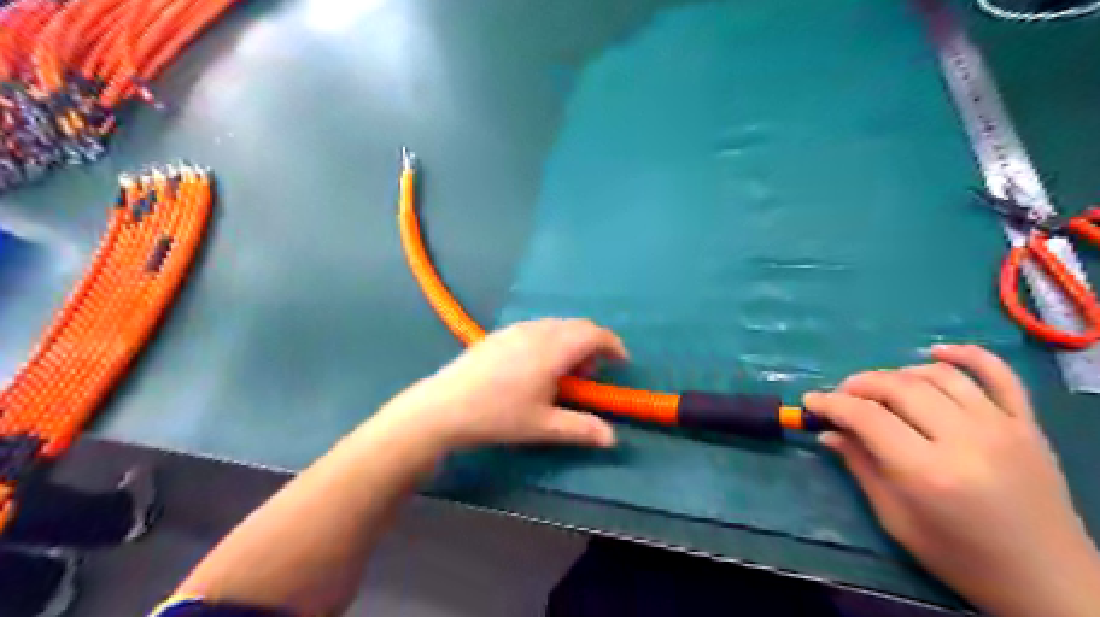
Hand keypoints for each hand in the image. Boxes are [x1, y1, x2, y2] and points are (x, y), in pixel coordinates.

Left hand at [377, 317, 622, 451]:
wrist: (443, 407)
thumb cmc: (497, 416)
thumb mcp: (543, 426)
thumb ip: (581, 429)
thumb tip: (613, 438)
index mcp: (553, 349)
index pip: (593, 334)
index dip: (613, 345)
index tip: (621, 362)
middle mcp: (537, 331)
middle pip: (577, 326)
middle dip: (592, 345)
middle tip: (590, 376)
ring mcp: (516, 329)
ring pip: (556, 326)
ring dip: (570, 343)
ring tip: (563, 375)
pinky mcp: (500, 334)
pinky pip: (537, 329)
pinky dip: (551, 341)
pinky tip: (536, 368)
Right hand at [802, 346, 1099, 616]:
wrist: (1049, 581)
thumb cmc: (961, 558)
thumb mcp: (896, 519)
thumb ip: (861, 467)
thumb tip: (828, 432)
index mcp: (928, 472)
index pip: (866, 417)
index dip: (831, 404)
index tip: (810, 402)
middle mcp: (966, 440)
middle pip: (899, 388)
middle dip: (858, 385)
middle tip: (841, 397)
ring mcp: (1002, 427)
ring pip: (938, 375)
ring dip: (897, 373)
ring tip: (879, 388)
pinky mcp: (1027, 424)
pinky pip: (998, 374)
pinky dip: (966, 354)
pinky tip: (936, 352)